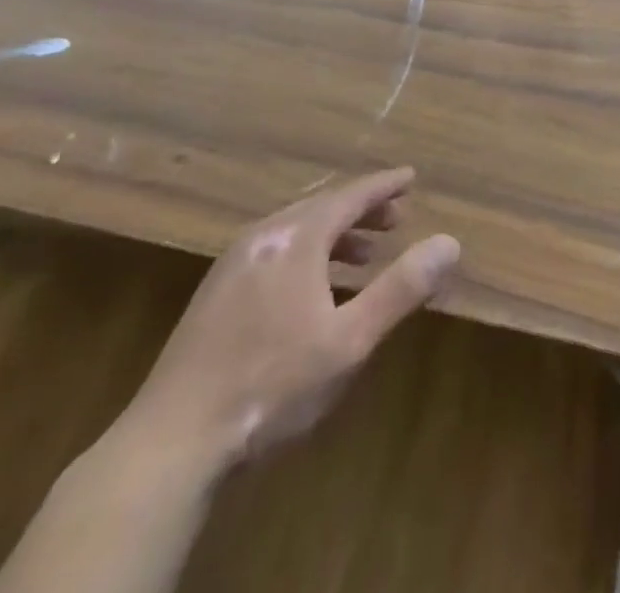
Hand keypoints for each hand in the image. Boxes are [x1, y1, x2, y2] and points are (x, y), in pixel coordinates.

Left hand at [119, 168, 459, 479]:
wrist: (171, 443)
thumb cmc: (272, 386)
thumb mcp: (350, 341)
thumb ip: (400, 288)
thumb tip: (449, 243)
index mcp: (296, 238)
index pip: (350, 196)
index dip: (384, 186)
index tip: (410, 177)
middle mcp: (263, 237)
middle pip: (322, 207)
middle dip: (362, 209)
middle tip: (396, 218)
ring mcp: (232, 264)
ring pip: (295, 230)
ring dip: (335, 234)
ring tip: (364, 253)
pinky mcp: (215, 293)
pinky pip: (274, 251)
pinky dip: (307, 254)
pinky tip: (315, 290)